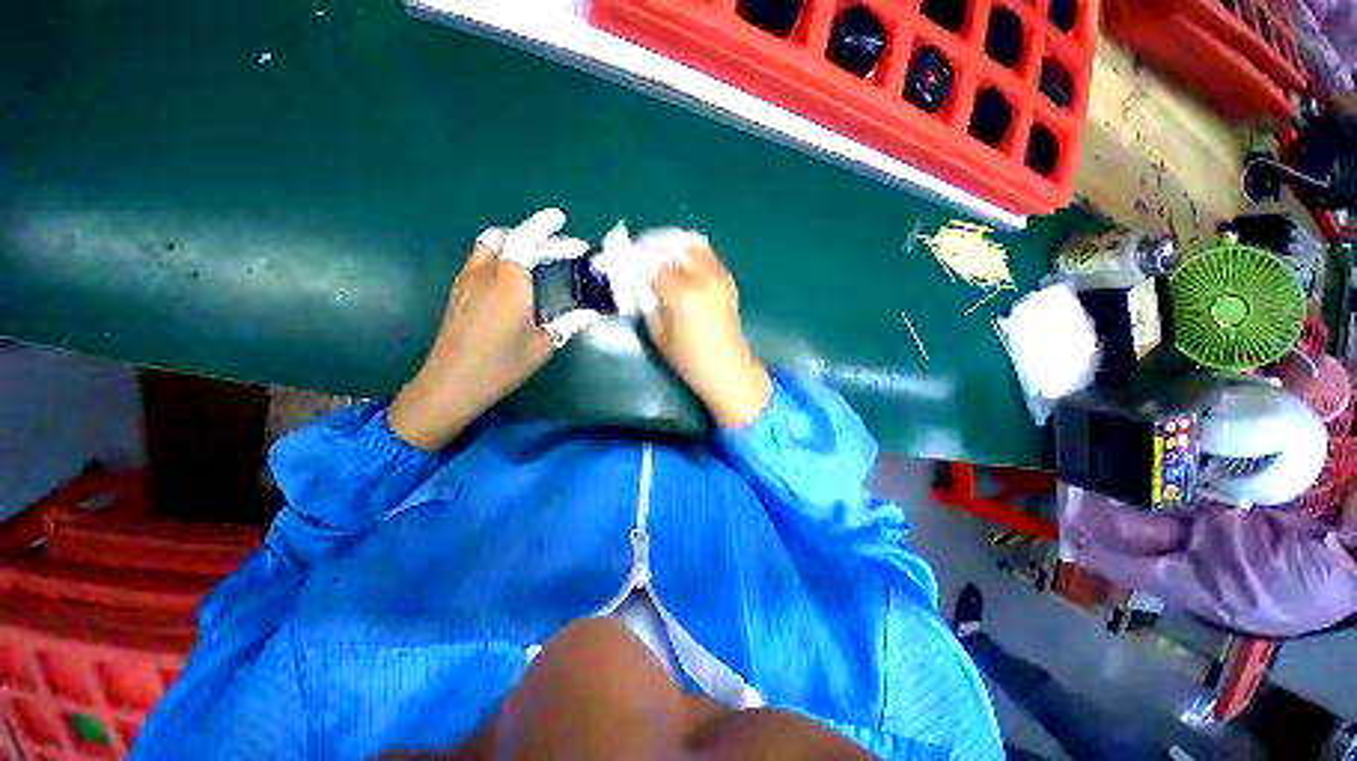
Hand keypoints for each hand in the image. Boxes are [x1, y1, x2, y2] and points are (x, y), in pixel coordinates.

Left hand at [389, 209, 597, 450]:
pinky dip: (501, 257)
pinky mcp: (458, 294)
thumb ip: (568, 323)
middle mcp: (484, 273)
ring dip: (513, 243)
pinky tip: (514, 278)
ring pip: (488, 246)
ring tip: (537, 256)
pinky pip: (480, 261)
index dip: (543, 225)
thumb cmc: (502, 364)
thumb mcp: (543, 344)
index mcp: (509, 281)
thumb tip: (591, 314)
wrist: (452, 383)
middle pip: (506, 237)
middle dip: (535, 236)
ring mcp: (466, 282)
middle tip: (559, 247)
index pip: (525, 240)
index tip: (560, 218)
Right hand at [642, 234, 771, 427]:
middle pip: (671, 245)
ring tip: (655, 250)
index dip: (632, 257)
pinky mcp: (727, 279)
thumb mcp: (658, 334)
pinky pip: (707, 252)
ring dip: (670, 242)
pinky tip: (678, 257)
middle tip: (635, 250)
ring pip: (691, 243)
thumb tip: (634, 279)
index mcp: (681, 294)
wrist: (728, 368)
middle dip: (650, 243)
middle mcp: (701, 277)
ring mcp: (718, 275)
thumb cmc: (689, 359)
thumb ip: (644, 301)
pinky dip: (689, 248)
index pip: (650, 263)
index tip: (618, 255)